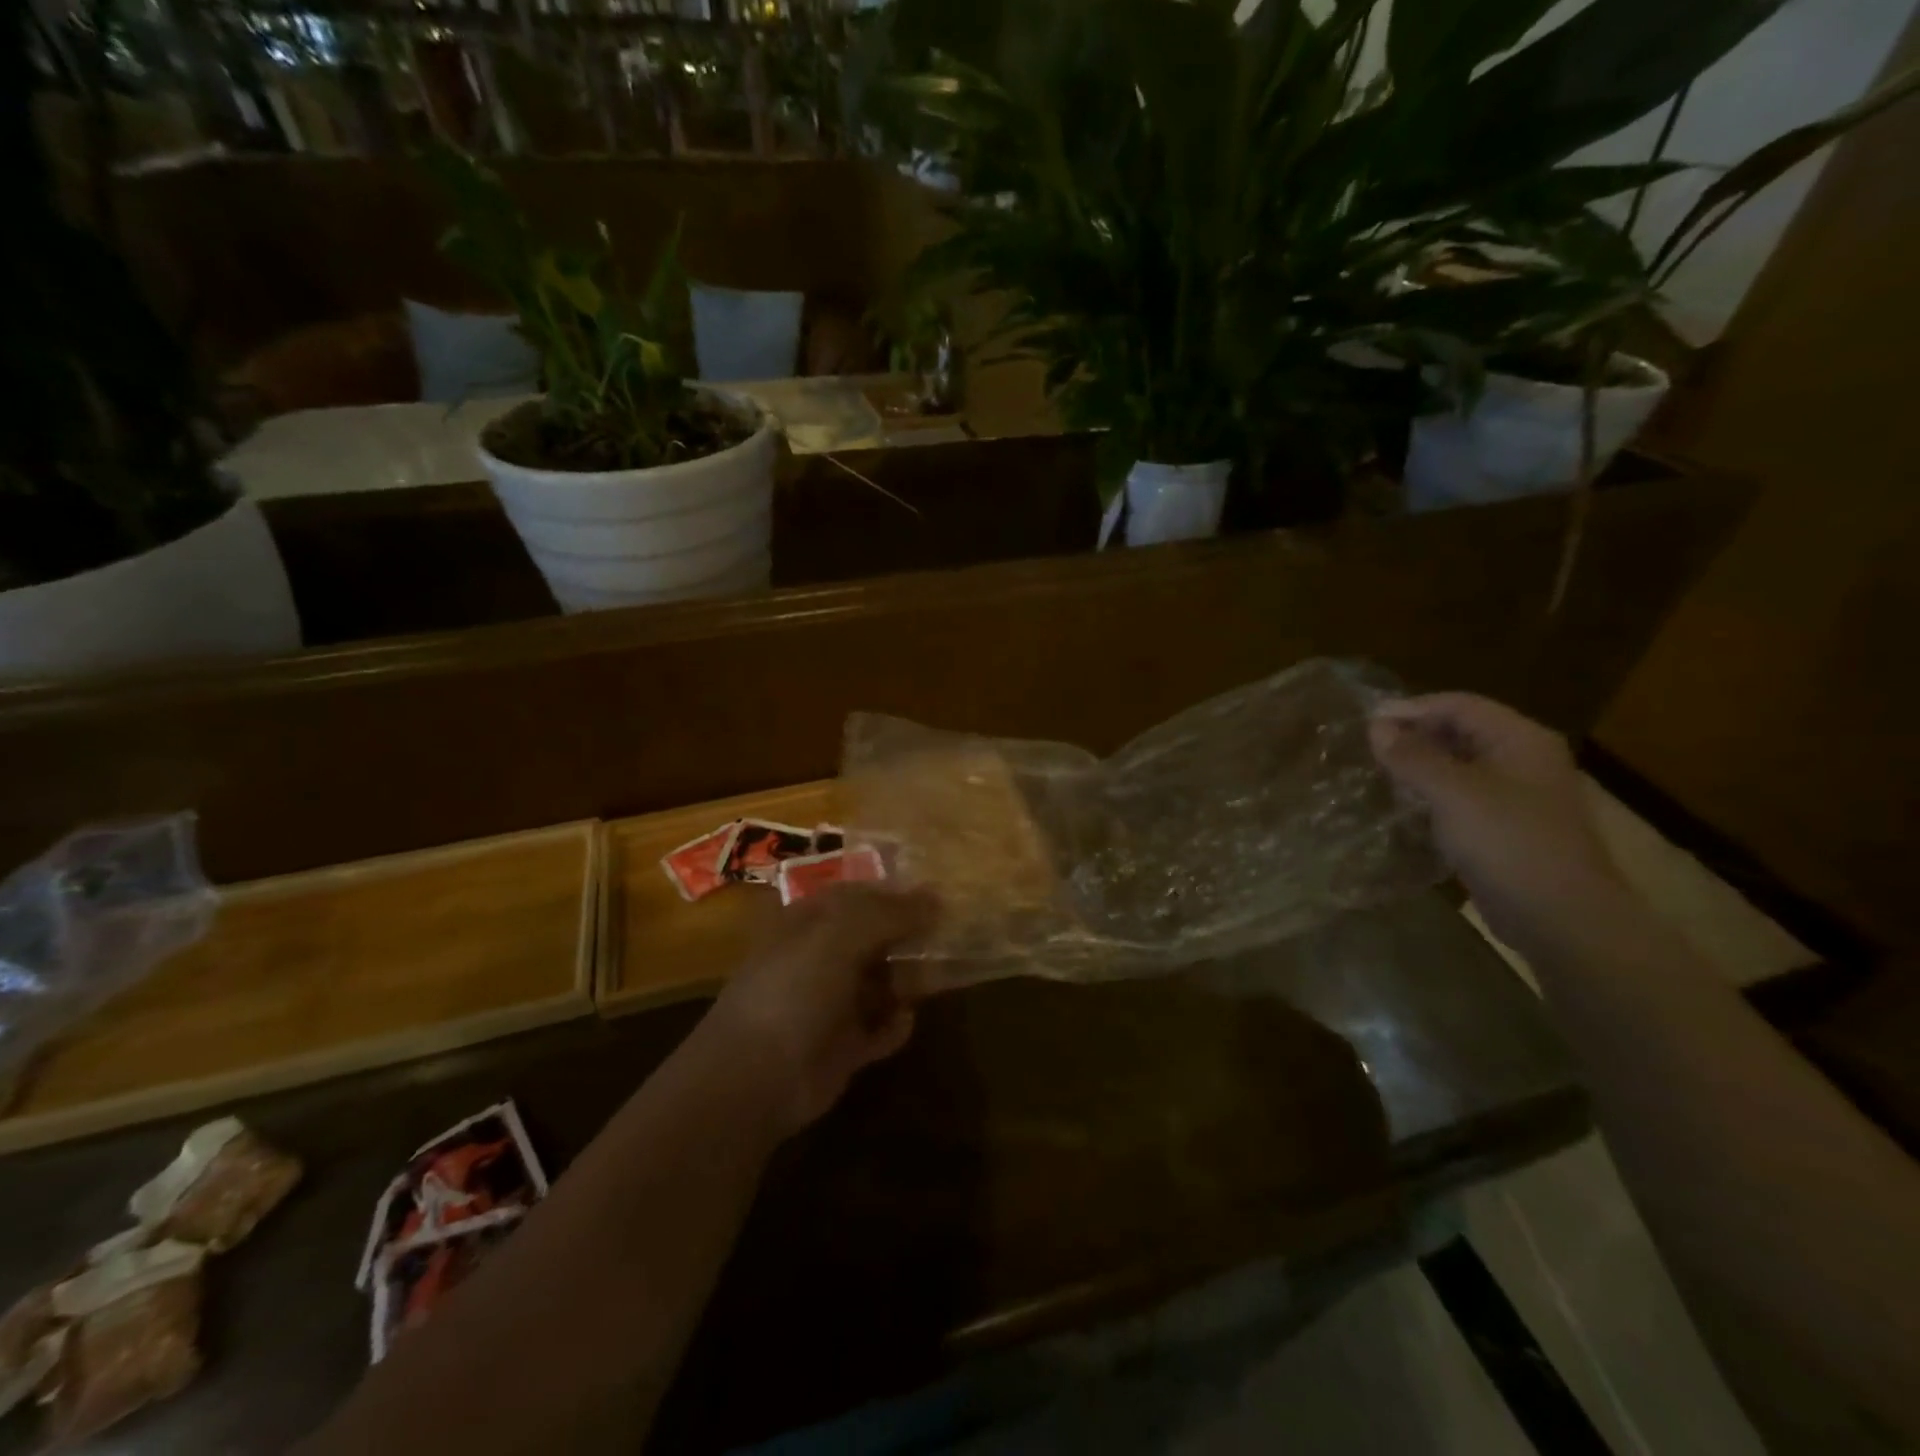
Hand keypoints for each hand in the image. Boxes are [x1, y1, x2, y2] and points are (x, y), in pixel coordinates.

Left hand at [705, 884, 939, 1135]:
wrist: (755, 1077)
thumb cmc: (794, 989)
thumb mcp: (841, 935)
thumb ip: (890, 913)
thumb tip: (937, 897)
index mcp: (810, 921)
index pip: (860, 894)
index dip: (897, 892)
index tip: (939, 896)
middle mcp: (821, 956)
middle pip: (875, 937)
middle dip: (909, 936)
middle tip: (949, 938)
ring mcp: (830, 1002)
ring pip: (881, 981)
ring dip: (908, 979)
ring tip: (933, 978)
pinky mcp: (842, 1045)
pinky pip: (879, 1027)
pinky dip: (895, 1024)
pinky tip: (905, 1020)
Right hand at [1369, 693, 1631, 960]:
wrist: (1559, 916)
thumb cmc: (1508, 842)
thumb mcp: (1452, 793)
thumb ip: (1412, 757)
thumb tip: (1376, 727)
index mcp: (1520, 739)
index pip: (1459, 705)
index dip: (1412, 709)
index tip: (1367, 722)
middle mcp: (1524, 758)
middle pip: (1461, 731)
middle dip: (1415, 735)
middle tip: (1370, 748)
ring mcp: (1519, 794)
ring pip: (1460, 764)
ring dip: (1421, 764)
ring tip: (1380, 772)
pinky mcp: (1508, 825)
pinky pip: (1464, 794)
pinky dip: (1433, 792)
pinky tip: (1407, 805)